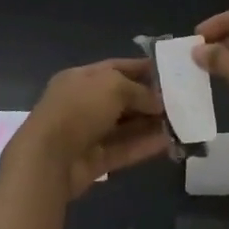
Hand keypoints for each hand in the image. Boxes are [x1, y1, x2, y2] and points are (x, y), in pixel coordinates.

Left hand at [5, 58, 169, 200]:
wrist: (48, 159)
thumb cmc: (79, 109)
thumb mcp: (113, 86)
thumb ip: (139, 90)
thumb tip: (158, 102)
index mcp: (81, 78)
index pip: (116, 68)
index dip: (142, 68)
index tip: (170, 72)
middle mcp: (83, 103)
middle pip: (122, 98)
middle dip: (149, 99)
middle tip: (181, 101)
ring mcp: (88, 133)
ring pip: (125, 126)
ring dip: (150, 124)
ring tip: (180, 122)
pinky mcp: (94, 160)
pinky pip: (123, 149)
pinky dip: (144, 145)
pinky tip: (168, 142)